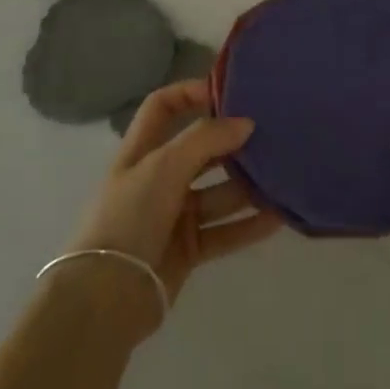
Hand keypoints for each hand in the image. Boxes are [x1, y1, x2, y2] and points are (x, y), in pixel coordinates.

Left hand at [64, 78, 282, 334]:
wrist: (107, 296)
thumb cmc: (129, 216)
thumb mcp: (163, 166)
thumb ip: (205, 139)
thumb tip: (245, 122)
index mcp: (141, 151)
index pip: (163, 107)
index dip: (190, 93)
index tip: (229, 91)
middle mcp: (158, 178)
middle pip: (199, 150)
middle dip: (231, 142)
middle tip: (271, 134)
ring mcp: (173, 214)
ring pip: (217, 192)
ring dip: (247, 186)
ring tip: (283, 176)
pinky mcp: (188, 248)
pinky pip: (225, 230)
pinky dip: (248, 224)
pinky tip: (278, 216)